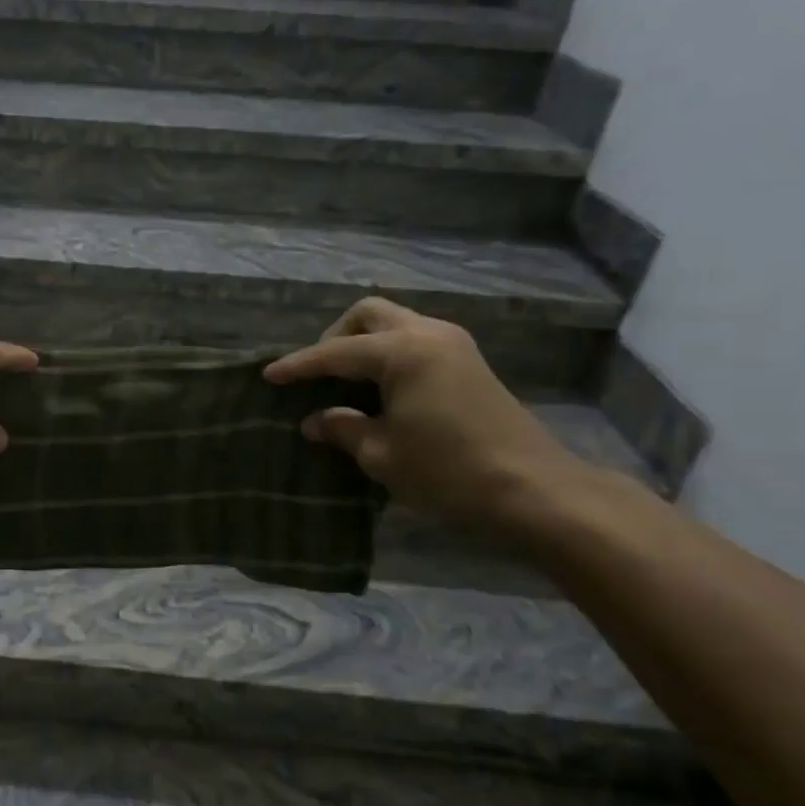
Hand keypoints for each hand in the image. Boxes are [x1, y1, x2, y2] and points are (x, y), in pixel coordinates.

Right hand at [265, 298, 584, 530]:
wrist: (536, 491)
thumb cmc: (449, 472)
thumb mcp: (382, 455)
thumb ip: (343, 428)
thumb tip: (314, 420)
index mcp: (403, 352)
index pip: (335, 352)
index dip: (298, 366)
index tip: (268, 375)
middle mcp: (428, 334)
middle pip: (369, 313)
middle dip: (335, 337)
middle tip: (317, 374)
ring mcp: (454, 345)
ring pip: (395, 323)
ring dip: (363, 343)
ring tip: (344, 382)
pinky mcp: (469, 363)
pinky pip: (415, 341)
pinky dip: (388, 354)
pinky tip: (378, 389)